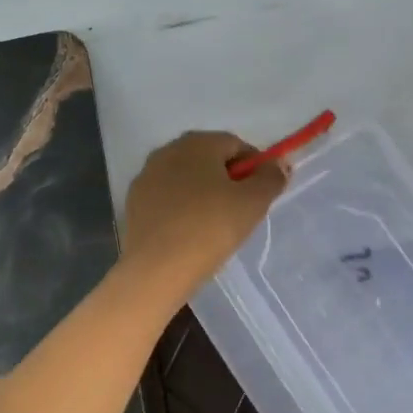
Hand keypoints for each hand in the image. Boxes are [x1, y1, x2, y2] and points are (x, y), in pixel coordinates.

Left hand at [120, 131, 288, 307]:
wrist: (156, 269)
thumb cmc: (209, 229)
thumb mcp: (253, 203)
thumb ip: (271, 178)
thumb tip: (278, 164)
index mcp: (196, 143)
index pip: (235, 144)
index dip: (255, 167)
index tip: (262, 193)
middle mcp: (167, 151)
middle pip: (208, 159)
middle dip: (228, 179)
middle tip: (241, 210)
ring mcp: (146, 177)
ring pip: (186, 179)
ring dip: (203, 193)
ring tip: (215, 224)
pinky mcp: (134, 203)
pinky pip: (167, 198)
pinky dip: (182, 208)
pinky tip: (189, 233)